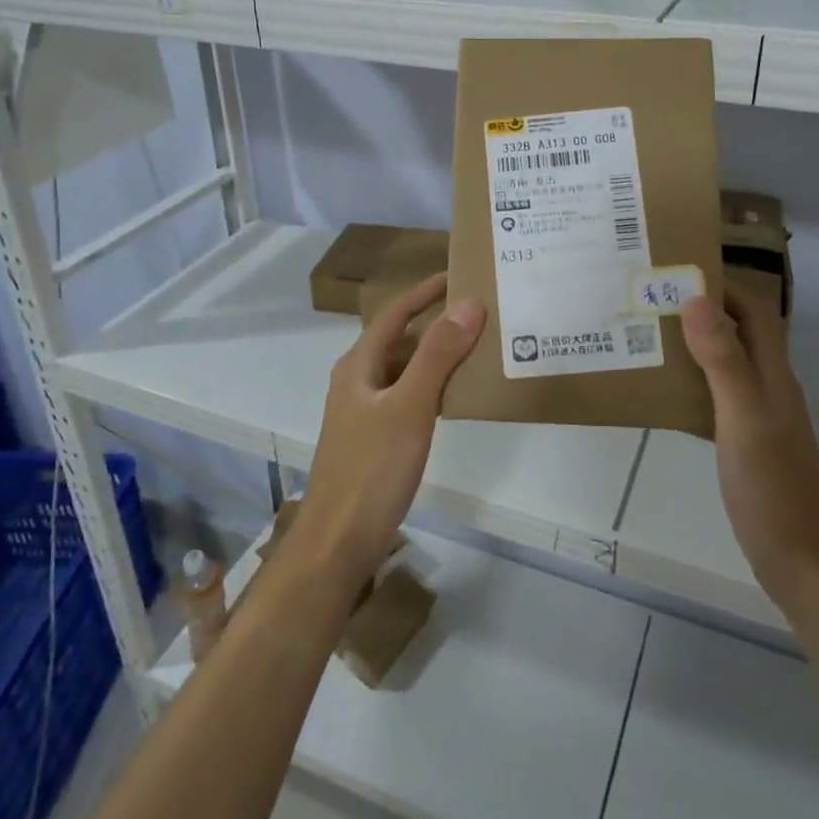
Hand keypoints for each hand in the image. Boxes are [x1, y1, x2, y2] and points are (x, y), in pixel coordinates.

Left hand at [294, 273, 484, 586]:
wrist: (338, 543)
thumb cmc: (371, 470)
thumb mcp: (409, 407)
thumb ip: (439, 355)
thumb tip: (469, 304)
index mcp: (358, 364)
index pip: (395, 313)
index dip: (425, 291)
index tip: (460, 275)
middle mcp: (359, 380)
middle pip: (401, 339)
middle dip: (437, 323)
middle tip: (480, 312)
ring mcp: (365, 411)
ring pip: (406, 369)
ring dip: (438, 355)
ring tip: (480, 346)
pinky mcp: (376, 438)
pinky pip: (409, 396)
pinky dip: (434, 386)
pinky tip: (459, 394)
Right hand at [682, 289, 818, 597]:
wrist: (799, 560)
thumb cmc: (773, 486)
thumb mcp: (744, 418)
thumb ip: (723, 360)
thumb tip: (696, 299)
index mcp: (774, 374)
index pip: (755, 311)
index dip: (724, 286)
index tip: (680, 272)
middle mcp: (768, 386)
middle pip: (740, 332)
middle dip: (703, 309)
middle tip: (652, 300)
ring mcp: (757, 415)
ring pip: (725, 362)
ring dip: (693, 344)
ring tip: (647, 335)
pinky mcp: (744, 440)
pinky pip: (714, 395)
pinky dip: (690, 382)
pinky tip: (660, 390)